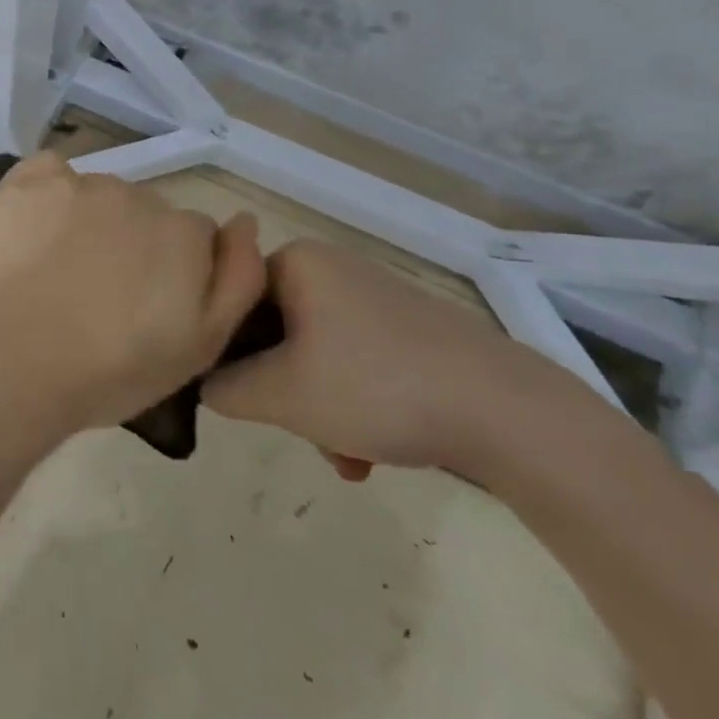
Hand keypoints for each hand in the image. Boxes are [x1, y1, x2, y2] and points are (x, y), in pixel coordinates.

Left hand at [0, 152, 264, 454]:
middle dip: (131, 243)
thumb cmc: (111, 371)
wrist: (13, 368)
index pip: (192, 236)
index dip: (171, 271)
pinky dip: (48, 193)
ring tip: (59, 270)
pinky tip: (35, 230)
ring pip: (98, 194)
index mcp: (184, 232)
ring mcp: (78, 183)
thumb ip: (238, 279)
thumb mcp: (200, 347)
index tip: (143, 304)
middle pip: (145, 211)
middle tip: (99, 293)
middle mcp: (137, 195)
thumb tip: (245, 221)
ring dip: (89, 221)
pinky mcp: (26, 182)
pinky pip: (50, 172)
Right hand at [202, 239, 564, 477]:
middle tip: (296, 430)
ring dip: (316, 408)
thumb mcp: (279, 394)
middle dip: (278, 390)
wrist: (512, 413)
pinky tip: (369, 453)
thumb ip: (221, 386)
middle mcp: (332, 267)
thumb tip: (206, 382)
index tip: (238, 397)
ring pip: (312, 354)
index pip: (229, 299)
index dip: (223, 350)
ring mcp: (373, 298)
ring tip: (343, 456)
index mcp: (297, 262)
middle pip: (271, 332)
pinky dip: (350, 404)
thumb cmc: (377, 388)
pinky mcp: (408, 329)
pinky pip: (353, 361)